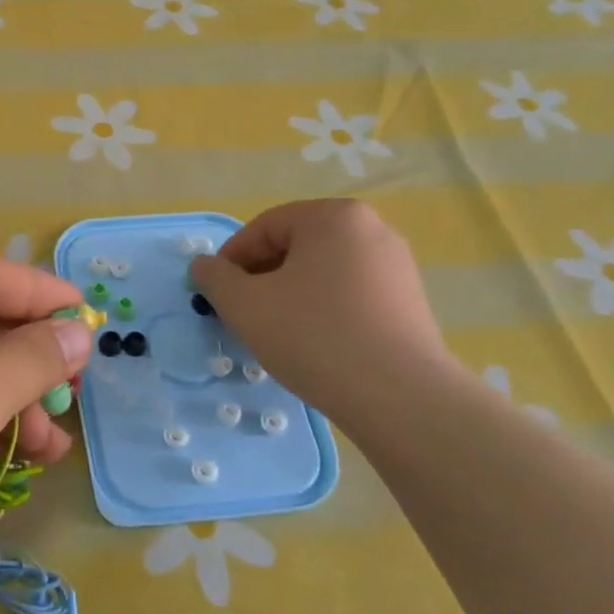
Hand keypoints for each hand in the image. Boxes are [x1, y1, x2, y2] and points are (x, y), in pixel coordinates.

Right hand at [190, 199, 462, 429]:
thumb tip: (204, 266)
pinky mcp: (410, 301)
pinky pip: (350, 294)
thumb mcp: (245, 305)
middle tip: (242, 314)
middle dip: (261, 278)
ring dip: (290, 295)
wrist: (400, 397)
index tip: (216, 294)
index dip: (231, 259)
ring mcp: (396, 265)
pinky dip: (323, 310)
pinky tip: (313, 344)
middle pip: (296, 246)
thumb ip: (215, 278)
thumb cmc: (314, 336)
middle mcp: (371, 229)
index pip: (265, 227)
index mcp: (333, 216)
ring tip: (275, 333)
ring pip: (322, 272)